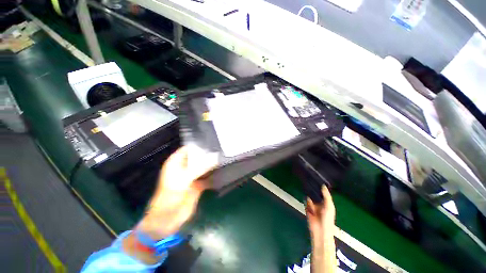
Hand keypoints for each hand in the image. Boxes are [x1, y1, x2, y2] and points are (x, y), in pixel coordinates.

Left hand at [136, 146, 216, 239]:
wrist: (167, 220)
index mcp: (176, 163)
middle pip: (197, 157)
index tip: (212, 141)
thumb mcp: (185, 179)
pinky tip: (223, 171)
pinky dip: (214, 175)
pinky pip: (208, 177)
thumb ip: (200, 168)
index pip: (188, 149)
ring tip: (224, 157)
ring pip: (203, 167)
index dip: (198, 145)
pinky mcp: (198, 185)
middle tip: (221, 149)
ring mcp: (192, 176)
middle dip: (208, 154)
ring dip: (212, 164)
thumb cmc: (170, 197)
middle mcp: (185, 168)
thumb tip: (215, 159)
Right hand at [306, 185, 335, 240]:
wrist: (320, 231)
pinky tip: (305, 195)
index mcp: (327, 203)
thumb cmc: (327, 219)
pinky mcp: (307, 208)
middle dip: (314, 189)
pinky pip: (306, 202)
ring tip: (307, 185)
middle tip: (310, 180)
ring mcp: (313, 206)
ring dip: (309, 193)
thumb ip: (326, 196)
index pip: (323, 193)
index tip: (318, 179)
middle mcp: (320, 203)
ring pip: (310, 197)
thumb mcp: (329, 206)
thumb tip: (323, 186)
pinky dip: (305, 199)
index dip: (321, 188)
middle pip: (316, 194)